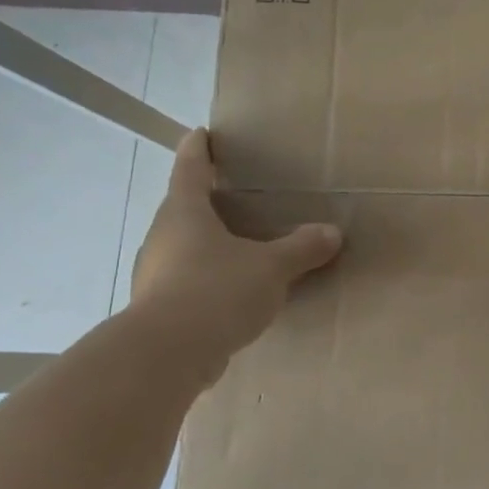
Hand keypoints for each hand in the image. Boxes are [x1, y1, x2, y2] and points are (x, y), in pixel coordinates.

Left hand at [130, 128, 341, 377]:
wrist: (168, 353)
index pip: (189, 168)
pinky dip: (207, 280)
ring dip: (206, 245)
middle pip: (182, 209)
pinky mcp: (159, 308)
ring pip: (182, 248)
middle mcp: (163, 237)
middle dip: (205, 201)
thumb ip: (301, 248)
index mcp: (184, 213)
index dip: (198, 150)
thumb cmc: (217, 290)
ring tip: (238, 249)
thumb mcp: (271, 267)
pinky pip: (186, 282)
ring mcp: (155, 274)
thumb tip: (332, 232)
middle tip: (232, 197)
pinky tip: (230, 295)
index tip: (201, 134)